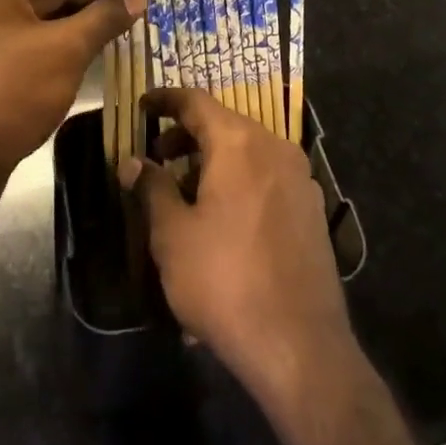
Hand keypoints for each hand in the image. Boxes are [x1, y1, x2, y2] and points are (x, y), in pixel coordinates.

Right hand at [121, 88, 354, 407]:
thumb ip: (152, 188)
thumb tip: (133, 161)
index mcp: (239, 142)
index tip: (143, 105)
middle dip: (187, 137)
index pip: (196, 101)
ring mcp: (299, 177)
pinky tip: (222, 223)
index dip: (166, 100)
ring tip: (186, 197)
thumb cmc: (225, 281)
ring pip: (248, 153)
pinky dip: (240, 184)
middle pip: (224, 125)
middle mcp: (274, 146)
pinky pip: (267, 179)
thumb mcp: (173, 235)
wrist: (299, 344)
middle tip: (158, 159)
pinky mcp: (312, 208)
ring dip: (214, 163)